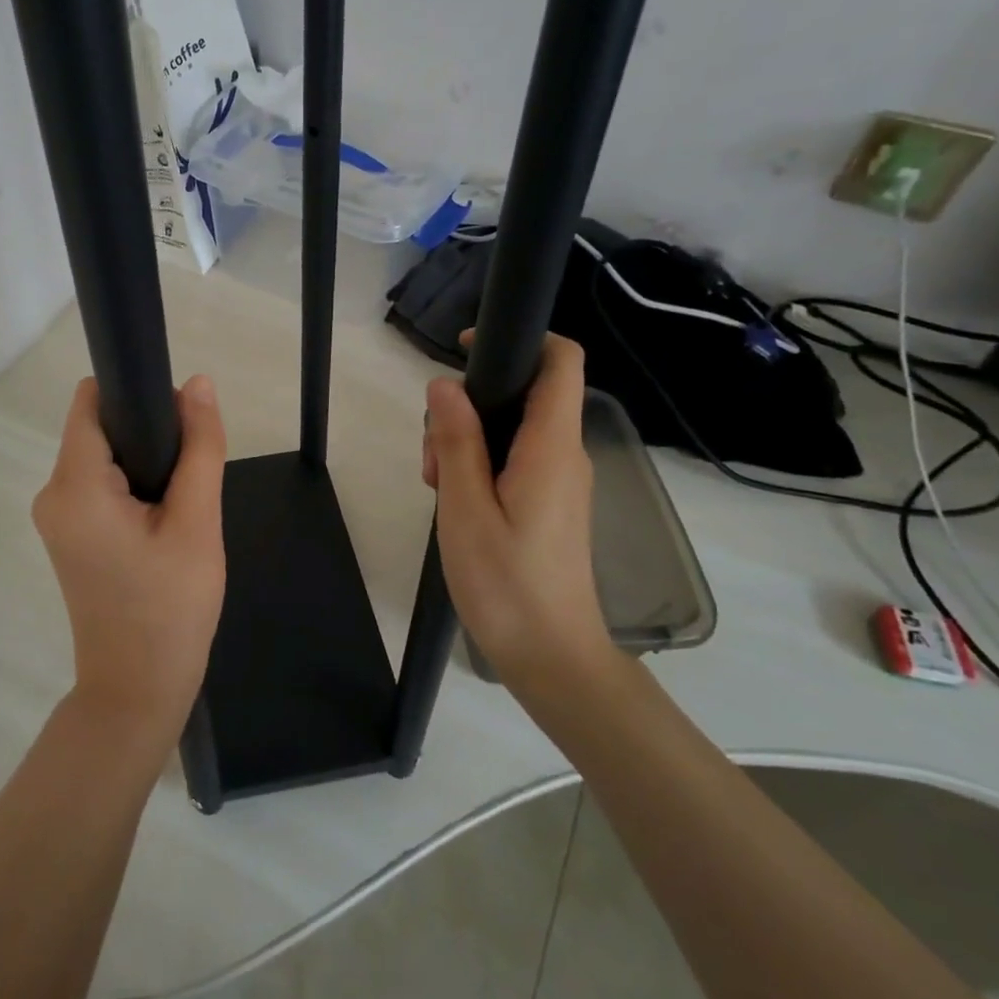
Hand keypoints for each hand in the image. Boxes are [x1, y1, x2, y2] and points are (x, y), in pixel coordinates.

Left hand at [32, 375, 227, 747]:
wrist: (138, 691)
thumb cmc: (170, 608)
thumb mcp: (197, 523)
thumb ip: (200, 448)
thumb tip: (198, 383)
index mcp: (75, 486)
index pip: (91, 401)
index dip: (135, 394)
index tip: (178, 419)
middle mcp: (52, 494)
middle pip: (99, 428)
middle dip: (147, 435)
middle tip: (190, 476)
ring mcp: (56, 518)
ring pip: (104, 458)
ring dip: (145, 465)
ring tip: (181, 506)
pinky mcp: (69, 537)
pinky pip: (100, 487)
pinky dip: (133, 488)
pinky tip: (164, 521)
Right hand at [422, 334, 612, 684]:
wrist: (553, 658)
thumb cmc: (506, 584)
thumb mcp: (465, 509)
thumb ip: (457, 442)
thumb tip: (444, 385)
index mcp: (551, 447)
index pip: (561, 362)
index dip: (521, 339)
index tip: (465, 351)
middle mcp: (564, 455)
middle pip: (522, 395)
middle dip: (469, 407)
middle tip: (434, 457)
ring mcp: (560, 481)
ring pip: (511, 431)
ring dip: (467, 443)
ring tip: (439, 488)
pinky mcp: (551, 504)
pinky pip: (515, 461)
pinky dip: (480, 468)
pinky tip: (456, 505)